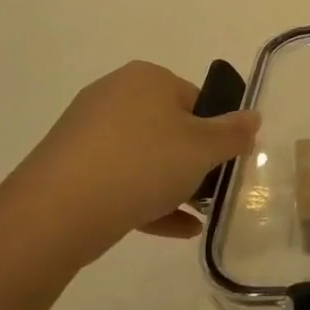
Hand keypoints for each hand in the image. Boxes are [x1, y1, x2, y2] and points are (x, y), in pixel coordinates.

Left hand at [0, 61, 259, 266]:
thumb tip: (253, 117)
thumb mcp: (203, 148)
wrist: (56, 211)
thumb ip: (234, 133)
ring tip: (195, 217)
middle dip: (192, 161)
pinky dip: (146, 201)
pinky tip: (176, 231)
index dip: (215, 132)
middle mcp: (114, 95)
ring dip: (172, 185)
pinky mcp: (68, 167)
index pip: (196, 99)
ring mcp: (86, 132)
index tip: (223, 163)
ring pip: (143, 157)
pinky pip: (118, 180)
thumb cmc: (142, 164)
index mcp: (147, 78)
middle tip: (209, 190)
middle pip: (169, 127)